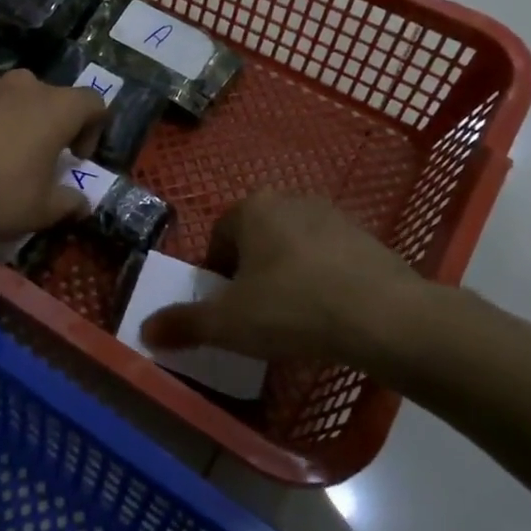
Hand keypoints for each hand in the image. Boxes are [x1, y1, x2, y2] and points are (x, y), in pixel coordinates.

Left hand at [0, 69, 106, 241]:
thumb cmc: (0, 195)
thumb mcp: (43, 209)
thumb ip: (69, 202)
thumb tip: (81, 204)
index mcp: (57, 107)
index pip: (93, 102)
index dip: (93, 129)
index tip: (77, 158)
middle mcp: (24, 86)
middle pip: (51, 96)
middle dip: (51, 123)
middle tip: (42, 156)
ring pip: (12, 98)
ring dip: (16, 120)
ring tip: (4, 155)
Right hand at [141, 192, 441, 369]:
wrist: (386, 317)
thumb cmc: (293, 309)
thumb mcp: (229, 324)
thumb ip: (184, 324)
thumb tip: (144, 330)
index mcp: (252, 209)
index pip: (219, 238)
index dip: (217, 276)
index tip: (227, 310)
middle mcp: (291, 200)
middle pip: (255, 239)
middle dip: (251, 273)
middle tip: (257, 315)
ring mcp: (333, 215)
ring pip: (293, 247)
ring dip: (287, 275)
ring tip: (295, 317)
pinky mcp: (367, 237)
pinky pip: (329, 258)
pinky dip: (322, 280)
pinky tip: (330, 313)